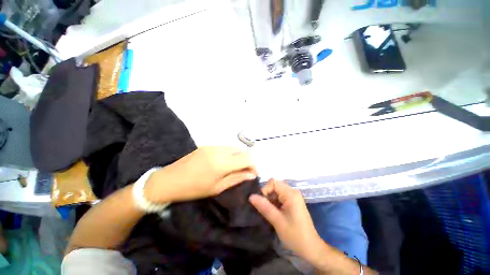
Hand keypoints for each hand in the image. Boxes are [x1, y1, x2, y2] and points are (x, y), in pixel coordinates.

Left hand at [145, 147, 256, 202]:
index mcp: (222, 163)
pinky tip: (226, 162)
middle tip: (245, 170)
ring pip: (234, 147)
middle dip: (248, 159)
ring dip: (239, 156)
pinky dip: (231, 153)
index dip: (254, 164)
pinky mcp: (208, 145)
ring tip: (236, 167)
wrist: (169, 180)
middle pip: (242, 149)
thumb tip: (252, 174)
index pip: (247, 158)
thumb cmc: (194, 188)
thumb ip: (237, 178)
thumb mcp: (217, 187)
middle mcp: (220, 150)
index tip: (254, 173)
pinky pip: (225, 147)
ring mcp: (213, 145)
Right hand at [249, 179, 323, 262]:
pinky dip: (274, 203)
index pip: (273, 182)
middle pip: (275, 186)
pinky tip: (273, 213)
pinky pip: (280, 197)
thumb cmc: (295, 235)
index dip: (265, 190)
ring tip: (268, 212)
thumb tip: (251, 196)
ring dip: (270, 200)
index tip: (261, 203)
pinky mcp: (293, 203)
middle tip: (264, 208)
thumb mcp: (277, 221)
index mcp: (291, 194)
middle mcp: (292, 192)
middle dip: (267, 195)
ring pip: (276, 192)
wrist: (311, 248)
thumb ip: (264, 207)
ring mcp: (293, 197)